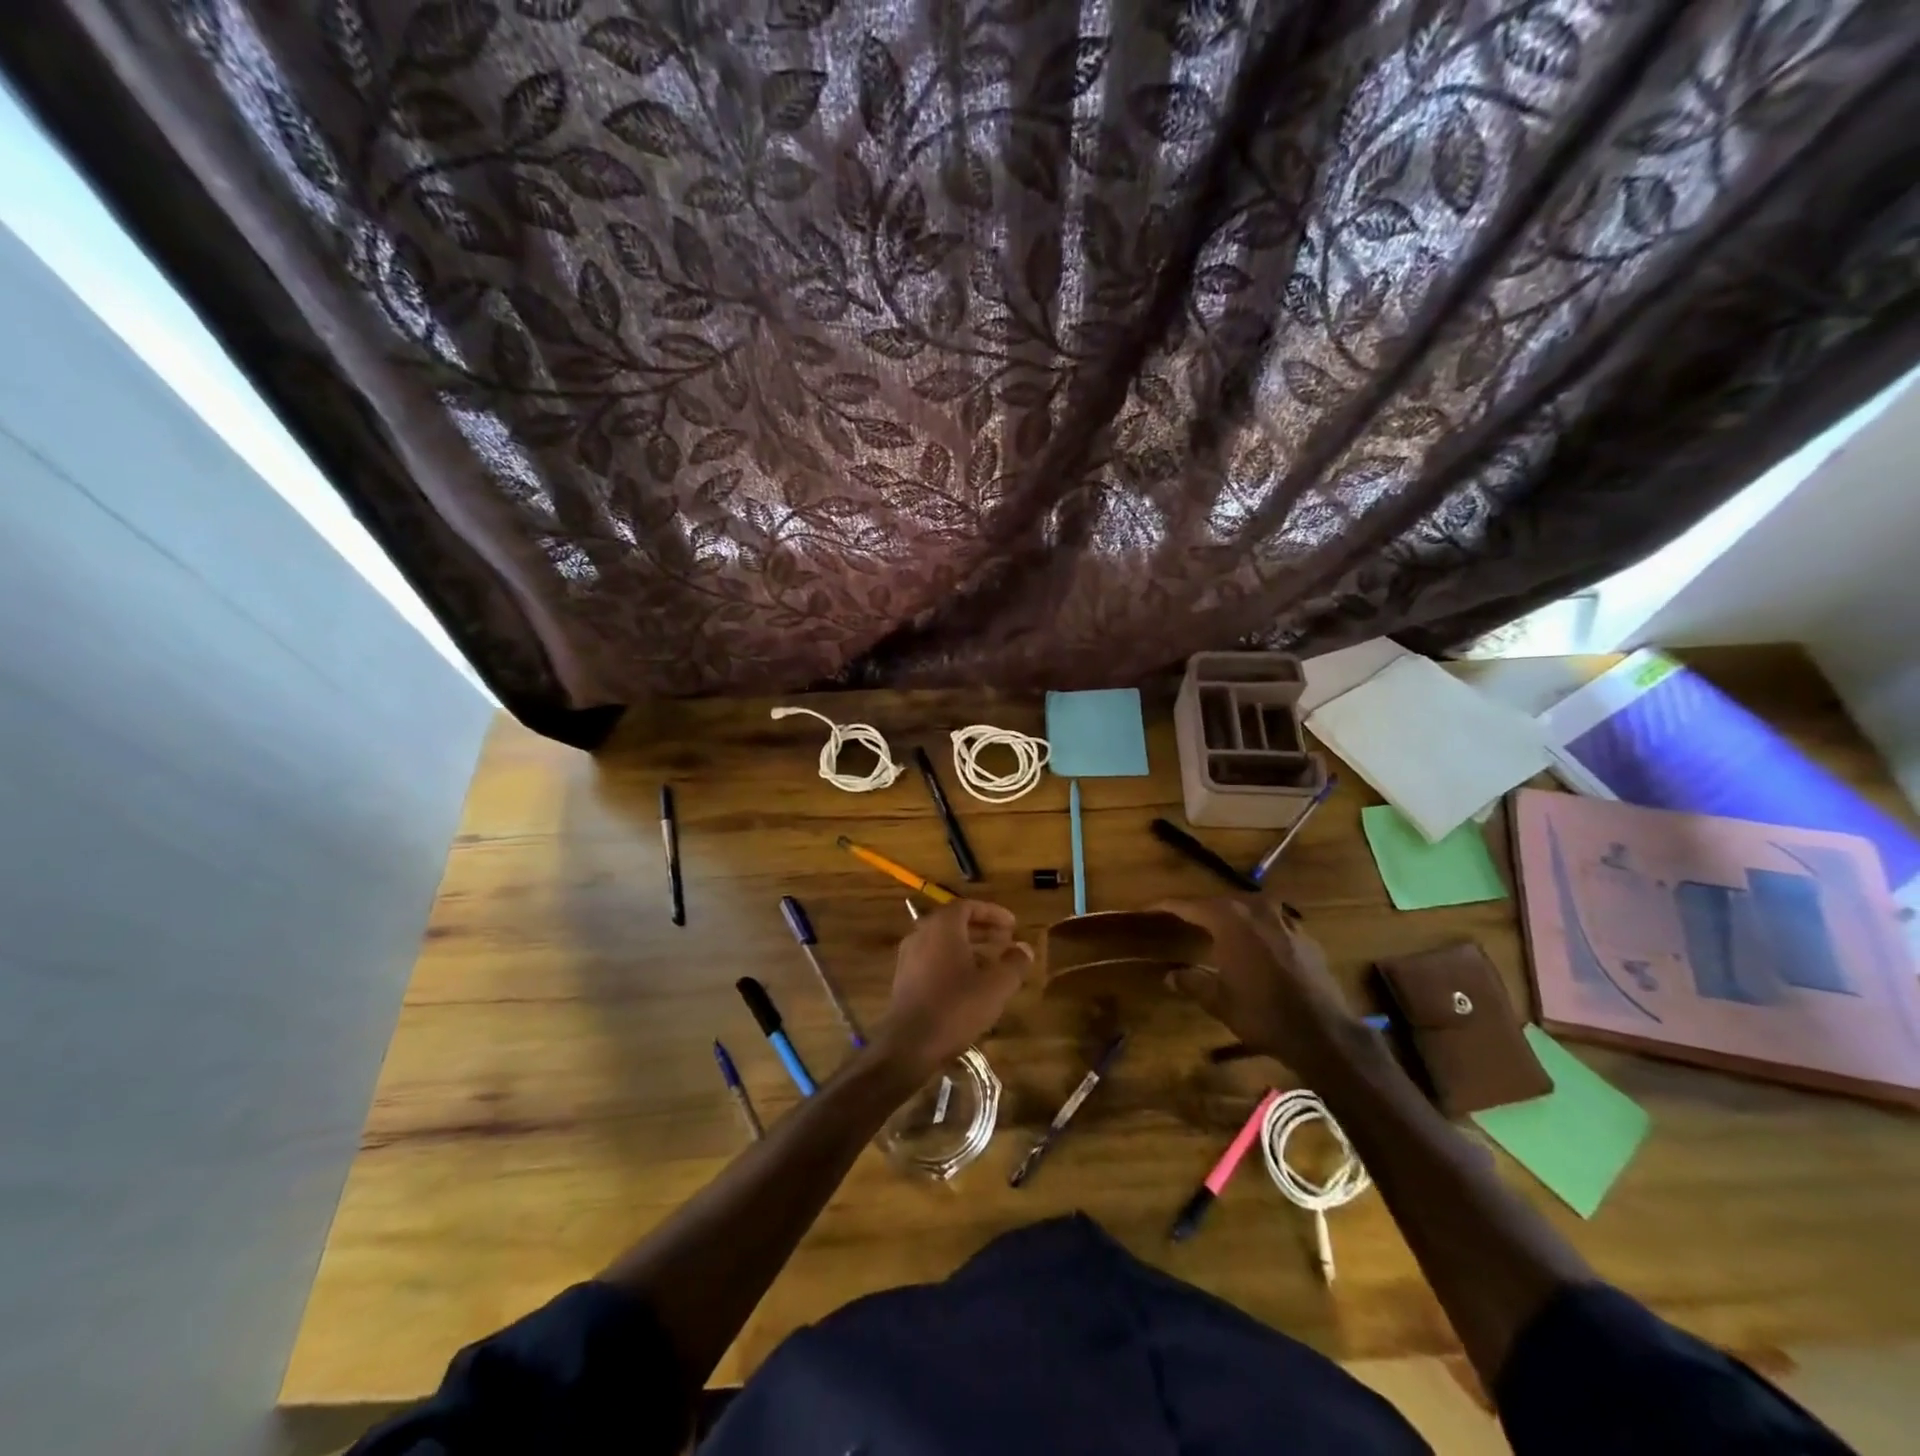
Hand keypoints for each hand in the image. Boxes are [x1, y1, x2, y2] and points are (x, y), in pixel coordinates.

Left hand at [872, 900, 1031, 1079]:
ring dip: (968, 946)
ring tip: (991, 962)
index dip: (992, 913)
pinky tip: (968, 983)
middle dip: (982, 929)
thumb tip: (1025, 948)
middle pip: (954, 922)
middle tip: (1005, 940)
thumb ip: (1014, 964)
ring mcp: (908, 956)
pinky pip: (932, 958)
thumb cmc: (956, 1007)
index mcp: (942, 927)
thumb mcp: (995, 986)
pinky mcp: (904, 978)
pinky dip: (952, 961)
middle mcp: (921, 934)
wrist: (909, 1044)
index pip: (968, 906)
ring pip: (942, 941)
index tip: (1012, 924)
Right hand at [1154, 898, 1356, 1069]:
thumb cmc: (1262, 1014)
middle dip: (1199, 909)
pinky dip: (1256, 927)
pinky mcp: (1304, 935)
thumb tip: (1170, 975)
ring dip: (1230, 914)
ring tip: (1216, 927)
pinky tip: (1255, 943)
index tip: (1148, 906)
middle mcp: (1256, 910)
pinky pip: (1272, 921)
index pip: (1189, 905)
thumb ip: (1192, 982)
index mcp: (1229, 920)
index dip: (1166, 905)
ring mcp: (1285, 920)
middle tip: (1180, 917)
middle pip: (1220, 902)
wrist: (1323, 1032)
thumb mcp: (1219, 1001)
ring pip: (1249, 907)